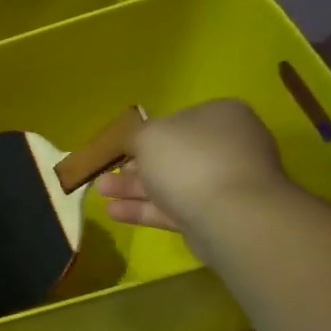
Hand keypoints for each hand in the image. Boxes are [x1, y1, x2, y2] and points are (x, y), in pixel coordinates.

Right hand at [95, 99, 287, 234]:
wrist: (230, 214)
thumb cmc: (189, 160)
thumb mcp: (148, 136)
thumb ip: (134, 136)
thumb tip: (136, 141)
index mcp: (220, 115)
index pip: (177, 121)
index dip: (145, 135)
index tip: (120, 149)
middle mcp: (227, 145)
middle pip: (172, 155)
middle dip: (135, 166)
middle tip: (106, 174)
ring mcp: (224, 182)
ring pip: (170, 184)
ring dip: (133, 188)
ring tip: (101, 193)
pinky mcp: (215, 215)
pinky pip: (174, 209)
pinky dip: (145, 209)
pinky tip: (114, 212)